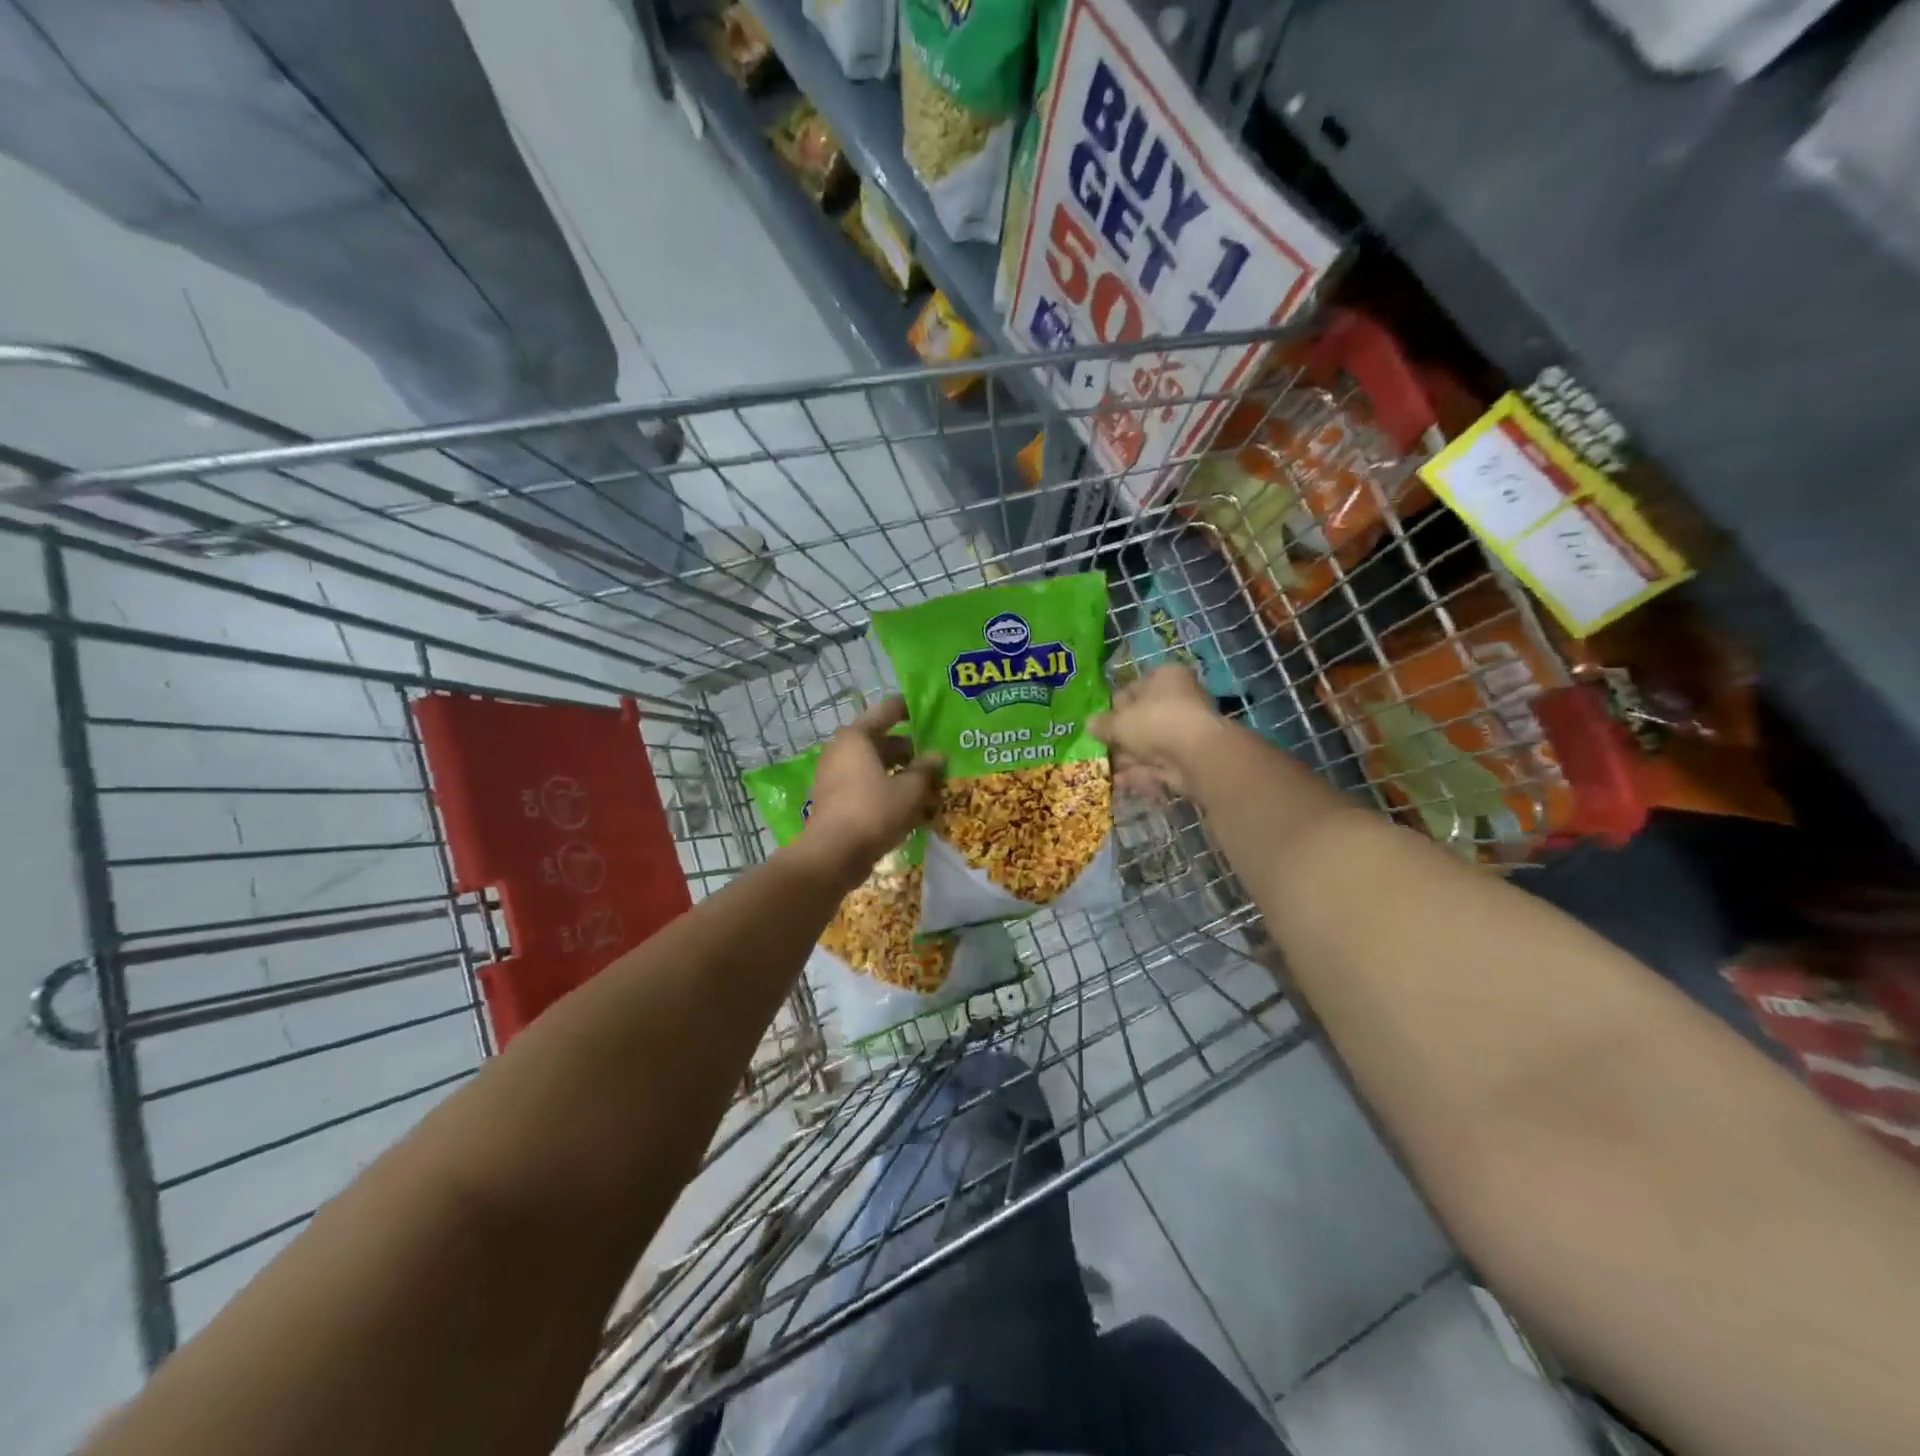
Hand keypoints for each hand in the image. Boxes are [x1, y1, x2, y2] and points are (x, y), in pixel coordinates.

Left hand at [801, 698, 943, 875]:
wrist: (833, 855)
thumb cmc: (873, 812)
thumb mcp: (910, 790)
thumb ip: (926, 769)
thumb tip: (937, 755)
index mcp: (857, 737)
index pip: (888, 710)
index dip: (910, 708)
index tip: (931, 709)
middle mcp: (841, 750)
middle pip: (882, 740)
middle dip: (910, 749)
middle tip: (937, 756)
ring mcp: (834, 775)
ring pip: (874, 765)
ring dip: (900, 771)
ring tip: (929, 783)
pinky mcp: (835, 799)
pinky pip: (866, 784)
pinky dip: (886, 788)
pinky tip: (909, 803)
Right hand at [1088, 664, 1227, 797]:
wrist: (1196, 755)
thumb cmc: (1155, 722)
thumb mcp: (1118, 721)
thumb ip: (1102, 724)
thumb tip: (1089, 724)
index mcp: (1166, 678)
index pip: (1135, 687)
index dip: (1115, 705)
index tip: (1099, 722)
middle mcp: (1180, 700)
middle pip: (1143, 718)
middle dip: (1121, 736)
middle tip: (1099, 747)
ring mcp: (1187, 731)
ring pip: (1150, 744)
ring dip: (1128, 757)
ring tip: (1103, 768)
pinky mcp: (1190, 758)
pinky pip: (1159, 764)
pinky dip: (1140, 772)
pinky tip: (1118, 782)